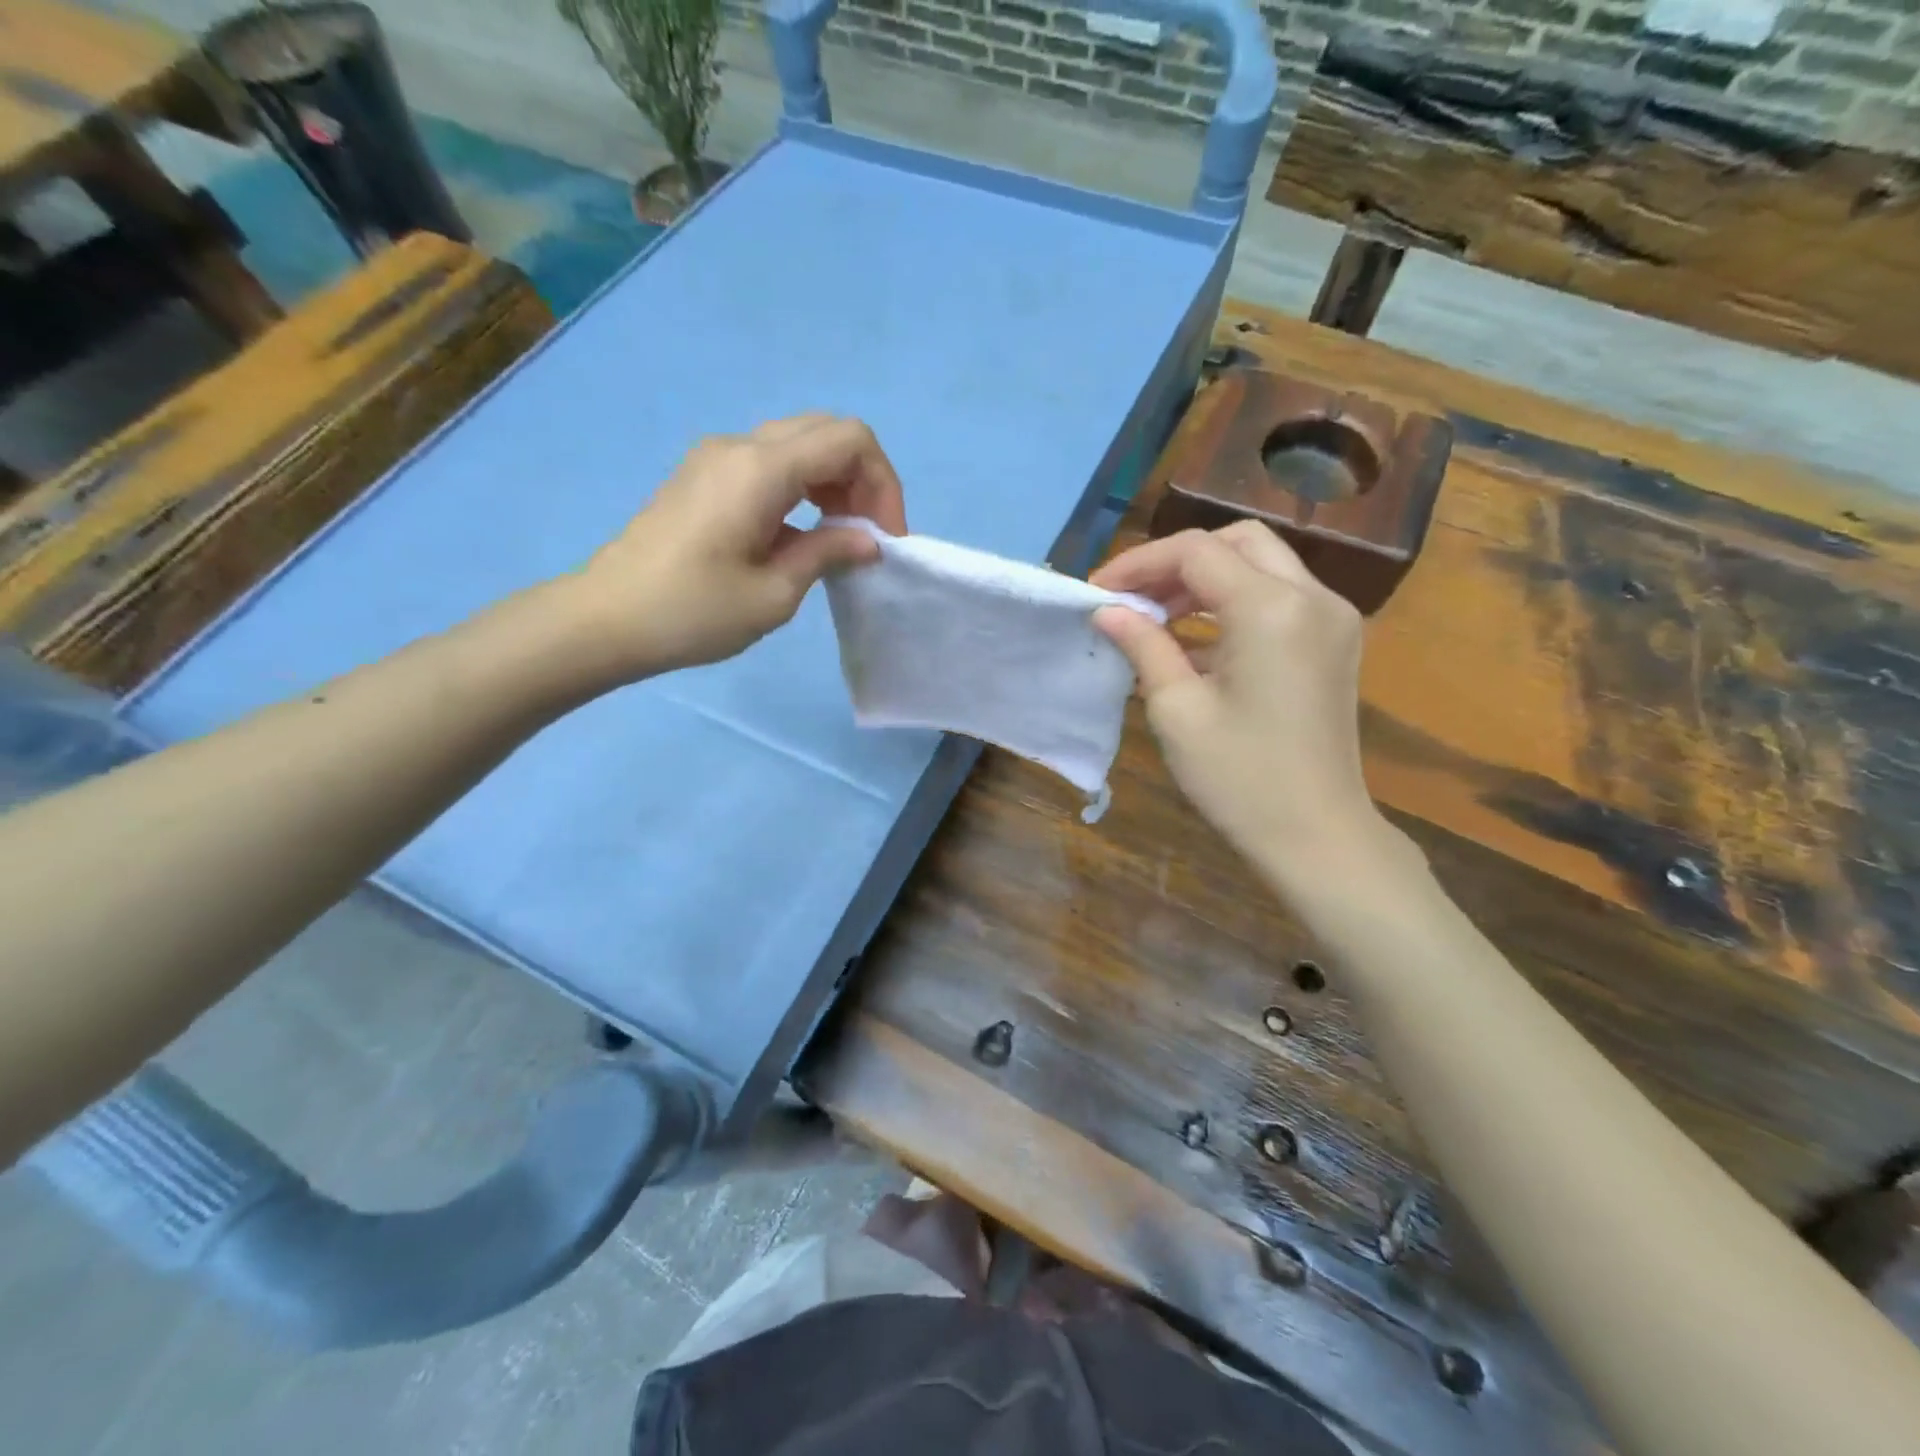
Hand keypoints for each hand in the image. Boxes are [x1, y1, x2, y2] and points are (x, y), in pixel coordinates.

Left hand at [565, 414, 906, 681]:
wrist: (606, 619)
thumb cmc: (693, 613)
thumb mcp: (774, 594)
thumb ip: (827, 553)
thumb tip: (867, 540)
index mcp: (761, 469)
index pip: (849, 440)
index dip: (882, 483)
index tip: (884, 538)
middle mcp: (740, 446)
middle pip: (826, 432)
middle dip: (861, 479)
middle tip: (866, 535)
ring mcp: (717, 457)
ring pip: (799, 443)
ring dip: (833, 482)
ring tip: (839, 537)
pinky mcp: (704, 475)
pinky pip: (771, 462)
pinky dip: (803, 487)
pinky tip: (802, 533)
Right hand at [1091, 522, 1401, 895]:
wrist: (1317, 835)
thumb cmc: (1239, 777)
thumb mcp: (1177, 709)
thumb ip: (1143, 645)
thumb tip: (1107, 611)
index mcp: (1270, 608)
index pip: (1196, 552)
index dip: (1139, 564)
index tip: (1098, 592)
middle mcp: (1312, 597)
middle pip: (1237, 542)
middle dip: (1177, 562)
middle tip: (1134, 599)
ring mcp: (1331, 618)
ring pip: (1262, 565)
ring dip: (1206, 581)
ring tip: (1156, 619)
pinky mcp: (1335, 643)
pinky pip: (1279, 598)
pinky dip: (1234, 604)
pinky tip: (1195, 643)